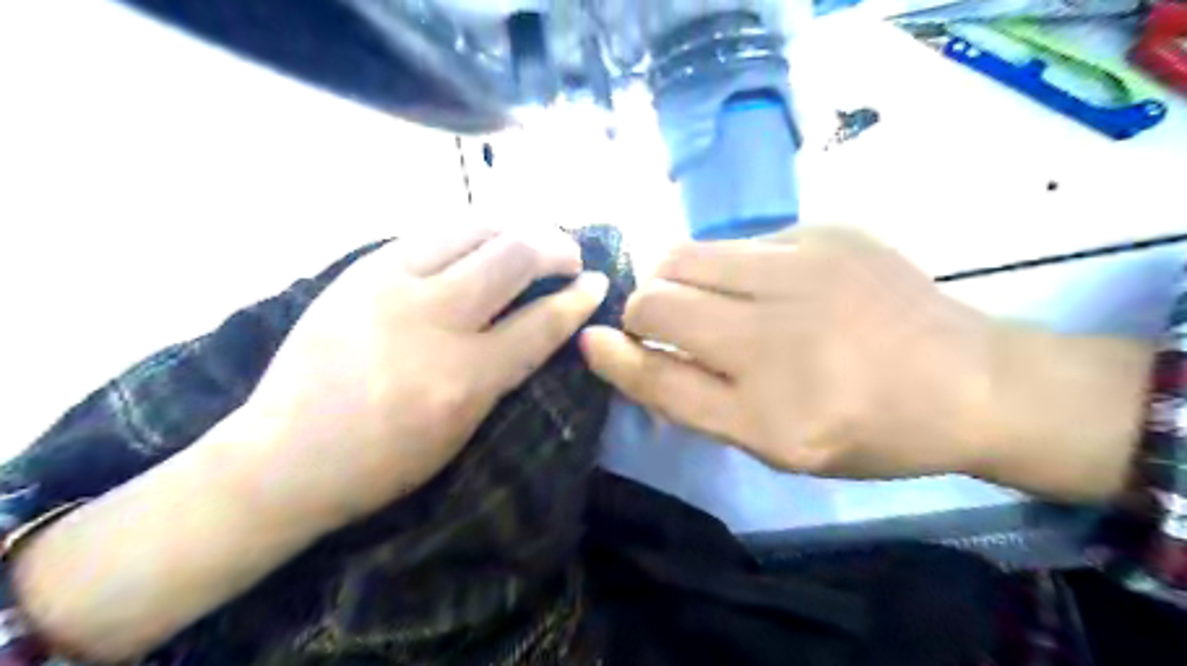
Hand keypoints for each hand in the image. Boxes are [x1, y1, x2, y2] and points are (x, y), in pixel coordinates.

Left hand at [228, 227, 606, 532]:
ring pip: (473, 229)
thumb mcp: (462, 430)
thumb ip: (505, 371)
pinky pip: (432, 232)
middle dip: (556, 247)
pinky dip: (471, 230)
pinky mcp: (362, 269)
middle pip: (513, 256)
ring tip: (532, 236)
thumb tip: (540, 324)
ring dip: (516, 227)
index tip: (598, 283)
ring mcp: (391, 286)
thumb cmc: (383, 462)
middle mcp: (433, 320)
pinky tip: (481, 239)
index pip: (542, 322)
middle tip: (569, 255)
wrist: (283, 455)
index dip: (579, 299)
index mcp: (464, 379)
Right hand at [580, 226, 988, 479]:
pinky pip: (736, 242)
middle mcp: (781, 338)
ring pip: (685, 254)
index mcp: (771, 415)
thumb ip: (695, 399)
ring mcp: (805, 270)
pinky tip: (768, 287)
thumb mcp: (775, 444)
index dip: (615, 358)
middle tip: (664, 326)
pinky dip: (728, 266)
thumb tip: (625, 350)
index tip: (593, 342)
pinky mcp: (825, 230)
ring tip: (706, 298)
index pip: (658, 376)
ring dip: (674, 278)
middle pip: (658, 301)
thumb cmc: (867, 429)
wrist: (971, 380)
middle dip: (642, 312)